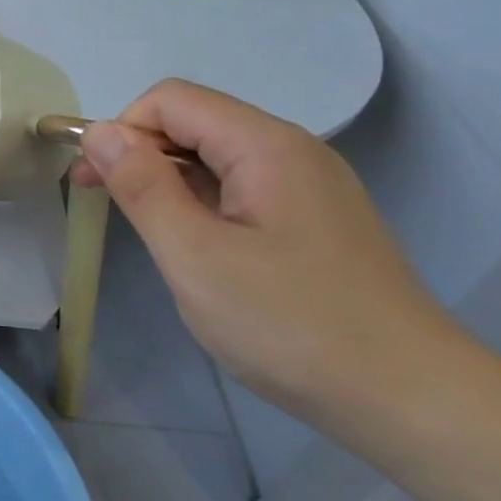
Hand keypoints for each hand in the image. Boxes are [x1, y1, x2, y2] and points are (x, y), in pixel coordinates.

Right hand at [68, 80, 461, 419]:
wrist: (409, 399)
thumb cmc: (290, 324)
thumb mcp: (195, 255)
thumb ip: (142, 186)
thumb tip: (100, 131)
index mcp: (266, 146)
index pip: (172, 100)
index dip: (121, 130)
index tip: (91, 181)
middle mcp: (292, 151)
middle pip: (195, 122)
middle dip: (138, 152)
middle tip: (100, 202)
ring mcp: (309, 187)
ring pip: (217, 158)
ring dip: (167, 180)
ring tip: (145, 231)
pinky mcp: (315, 222)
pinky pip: (241, 189)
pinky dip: (201, 203)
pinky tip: (194, 247)